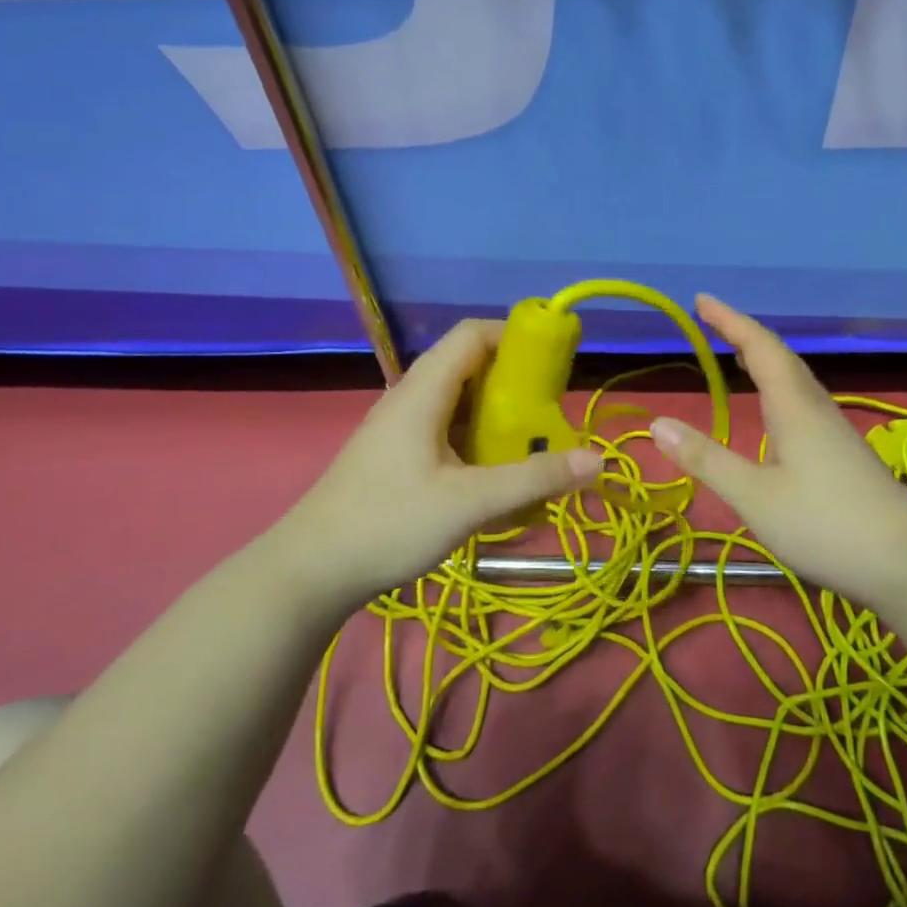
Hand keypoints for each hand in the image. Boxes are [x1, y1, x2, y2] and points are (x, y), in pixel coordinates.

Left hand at [275, 319, 602, 615]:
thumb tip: (597, 460)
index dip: (514, 336)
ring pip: (459, 403)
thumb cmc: (388, 524)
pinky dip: (478, 442)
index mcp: (423, 391)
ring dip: (498, 416)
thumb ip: (533, 479)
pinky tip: (495, 477)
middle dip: (515, 383)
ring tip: (533, 445)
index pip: (472, 335)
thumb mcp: (468, 503)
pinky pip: (448, 432)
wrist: (309, 572)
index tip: (554, 360)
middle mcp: (411, 399)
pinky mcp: (398, 457)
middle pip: (470, 367)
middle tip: (551, 413)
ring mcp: (401, 429)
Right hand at [648, 295, 906, 608]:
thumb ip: (706, 459)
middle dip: (744, 335)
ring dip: (764, 359)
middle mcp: (815, 408)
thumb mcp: (754, 496)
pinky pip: (802, 401)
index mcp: (794, 406)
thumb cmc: (825, 524)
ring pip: (795, 380)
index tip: (701, 300)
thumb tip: (657, 423)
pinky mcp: (842, 453)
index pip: (759, 347)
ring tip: (738, 355)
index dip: (729, 320)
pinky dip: (777, 387)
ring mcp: (833, 431)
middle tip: (713, 322)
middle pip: (780, 357)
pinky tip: (774, 411)